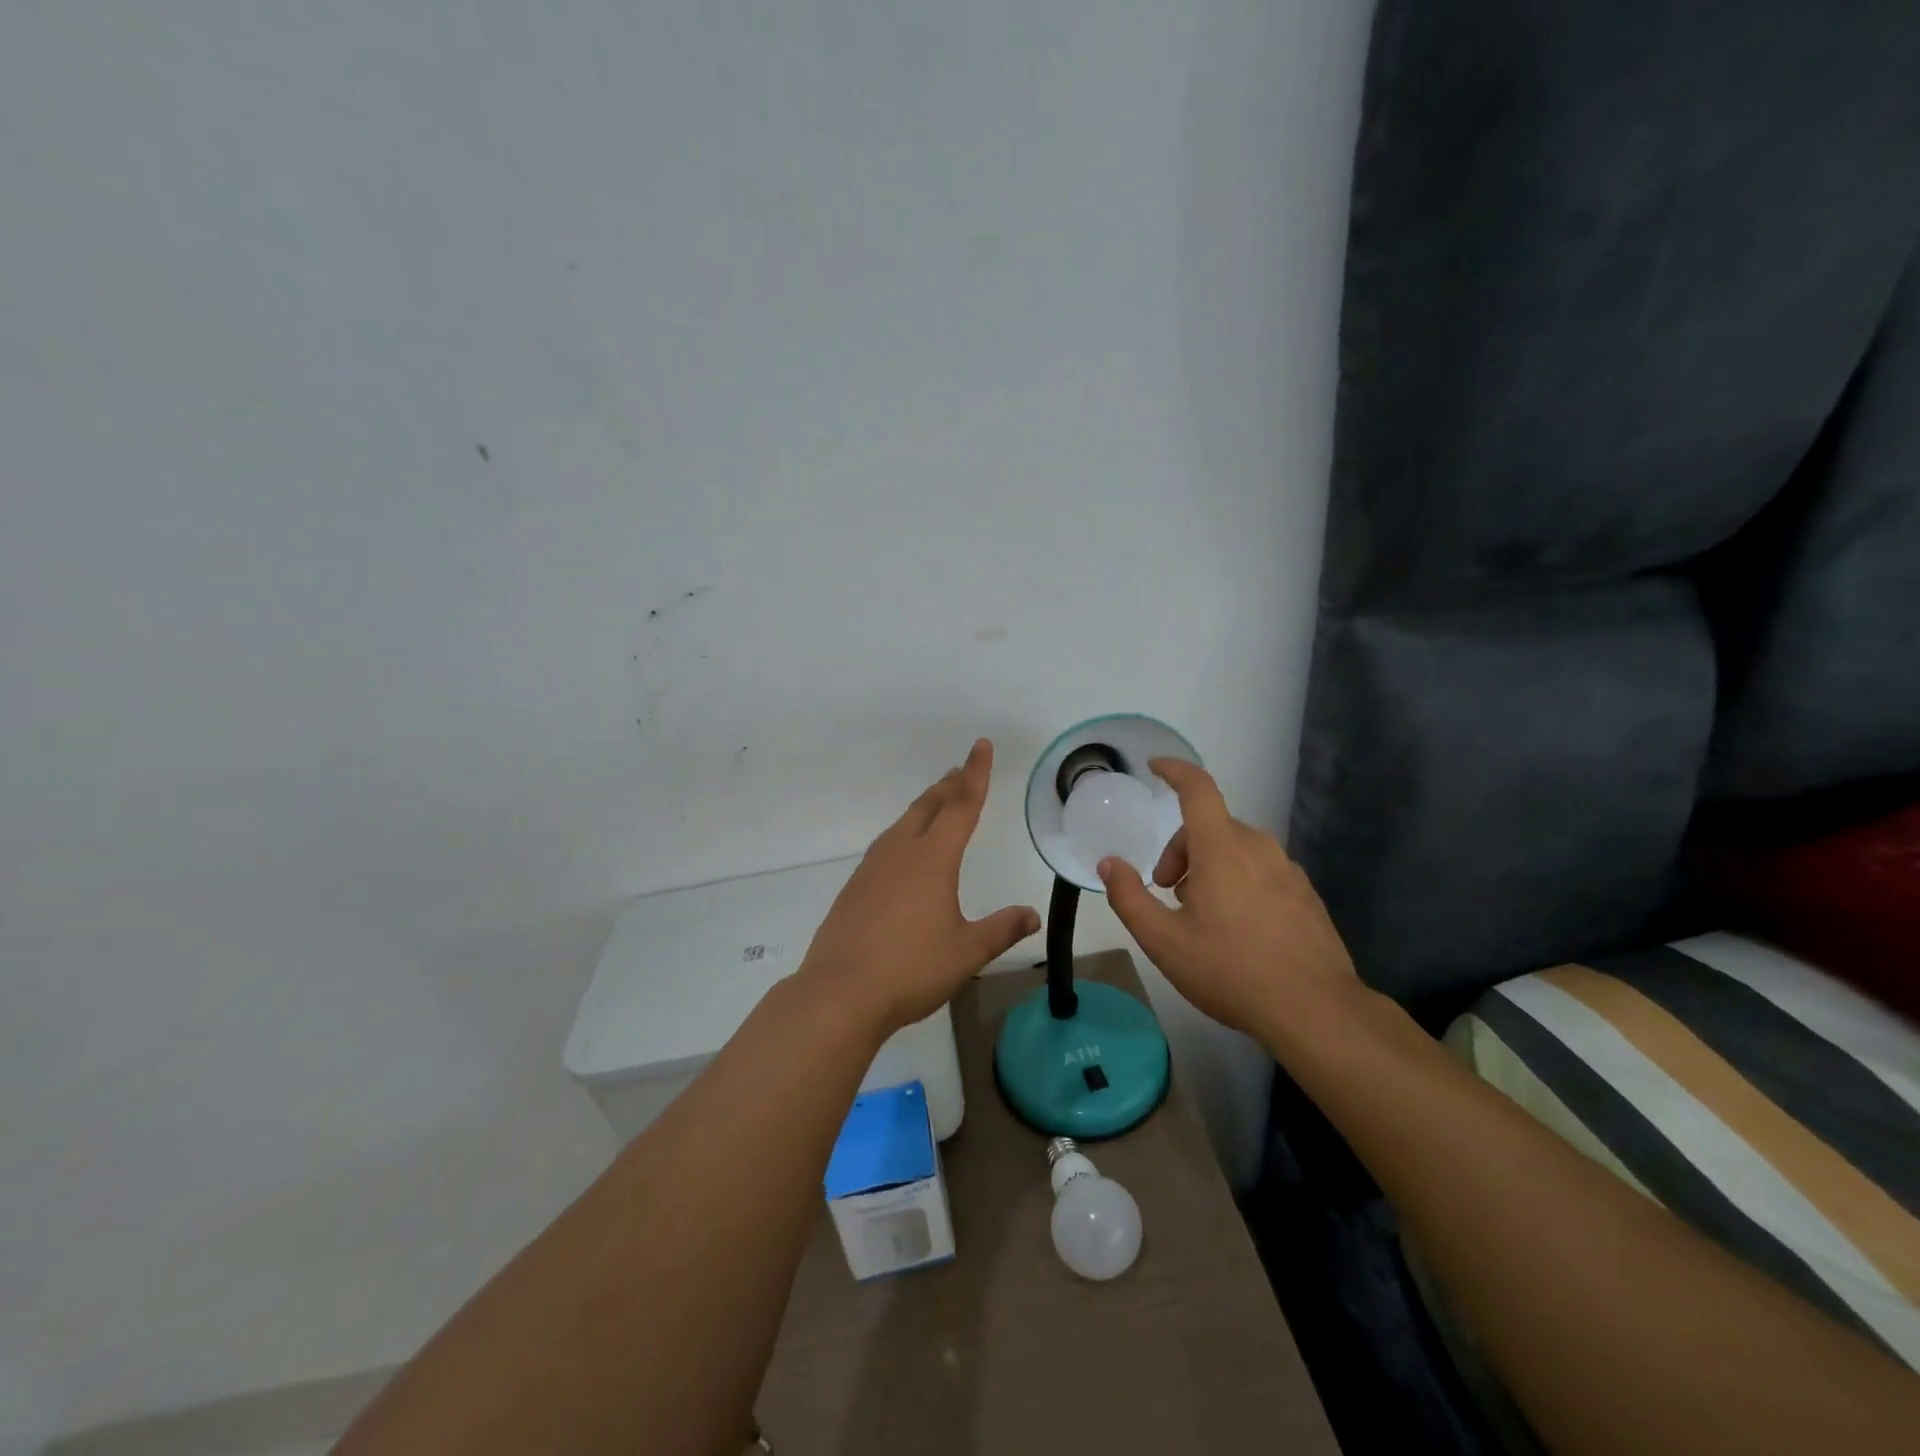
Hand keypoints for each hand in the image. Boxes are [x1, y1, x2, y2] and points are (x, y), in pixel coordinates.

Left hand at [797, 739, 1040, 1036]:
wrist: (839, 993)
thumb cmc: (911, 969)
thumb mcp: (966, 952)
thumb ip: (1001, 930)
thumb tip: (1032, 915)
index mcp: (933, 859)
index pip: (961, 806)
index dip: (975, 774)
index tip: (980, 745)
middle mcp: (901, 852)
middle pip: (929, 807)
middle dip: (949, 786)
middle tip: (961, 769)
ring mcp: (872, 868)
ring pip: (903, 824)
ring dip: (925, 807)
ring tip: (937, 801)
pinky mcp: (855, 887)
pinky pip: (886, 845)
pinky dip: (904, 833)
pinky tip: (903, 850)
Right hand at [1097, 759, 1359, 1048]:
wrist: (1315, 1011)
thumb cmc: (1231, 970)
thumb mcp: (1164, 941)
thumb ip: (1129, 897)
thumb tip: (1109, 864)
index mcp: (1222, 849)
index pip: (1198, 789)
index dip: (1175, 771)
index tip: (1155, 767)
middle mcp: (1258, 848)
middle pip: (1210, 826)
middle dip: (1180, 850)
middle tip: (1167, 892)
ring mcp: (1287, 870)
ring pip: (1236, 849)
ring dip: (1208, 867)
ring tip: (1200, 915)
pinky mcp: (1305, 894)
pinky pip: (1261, 870)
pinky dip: (1238, 882)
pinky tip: (1237, 929)